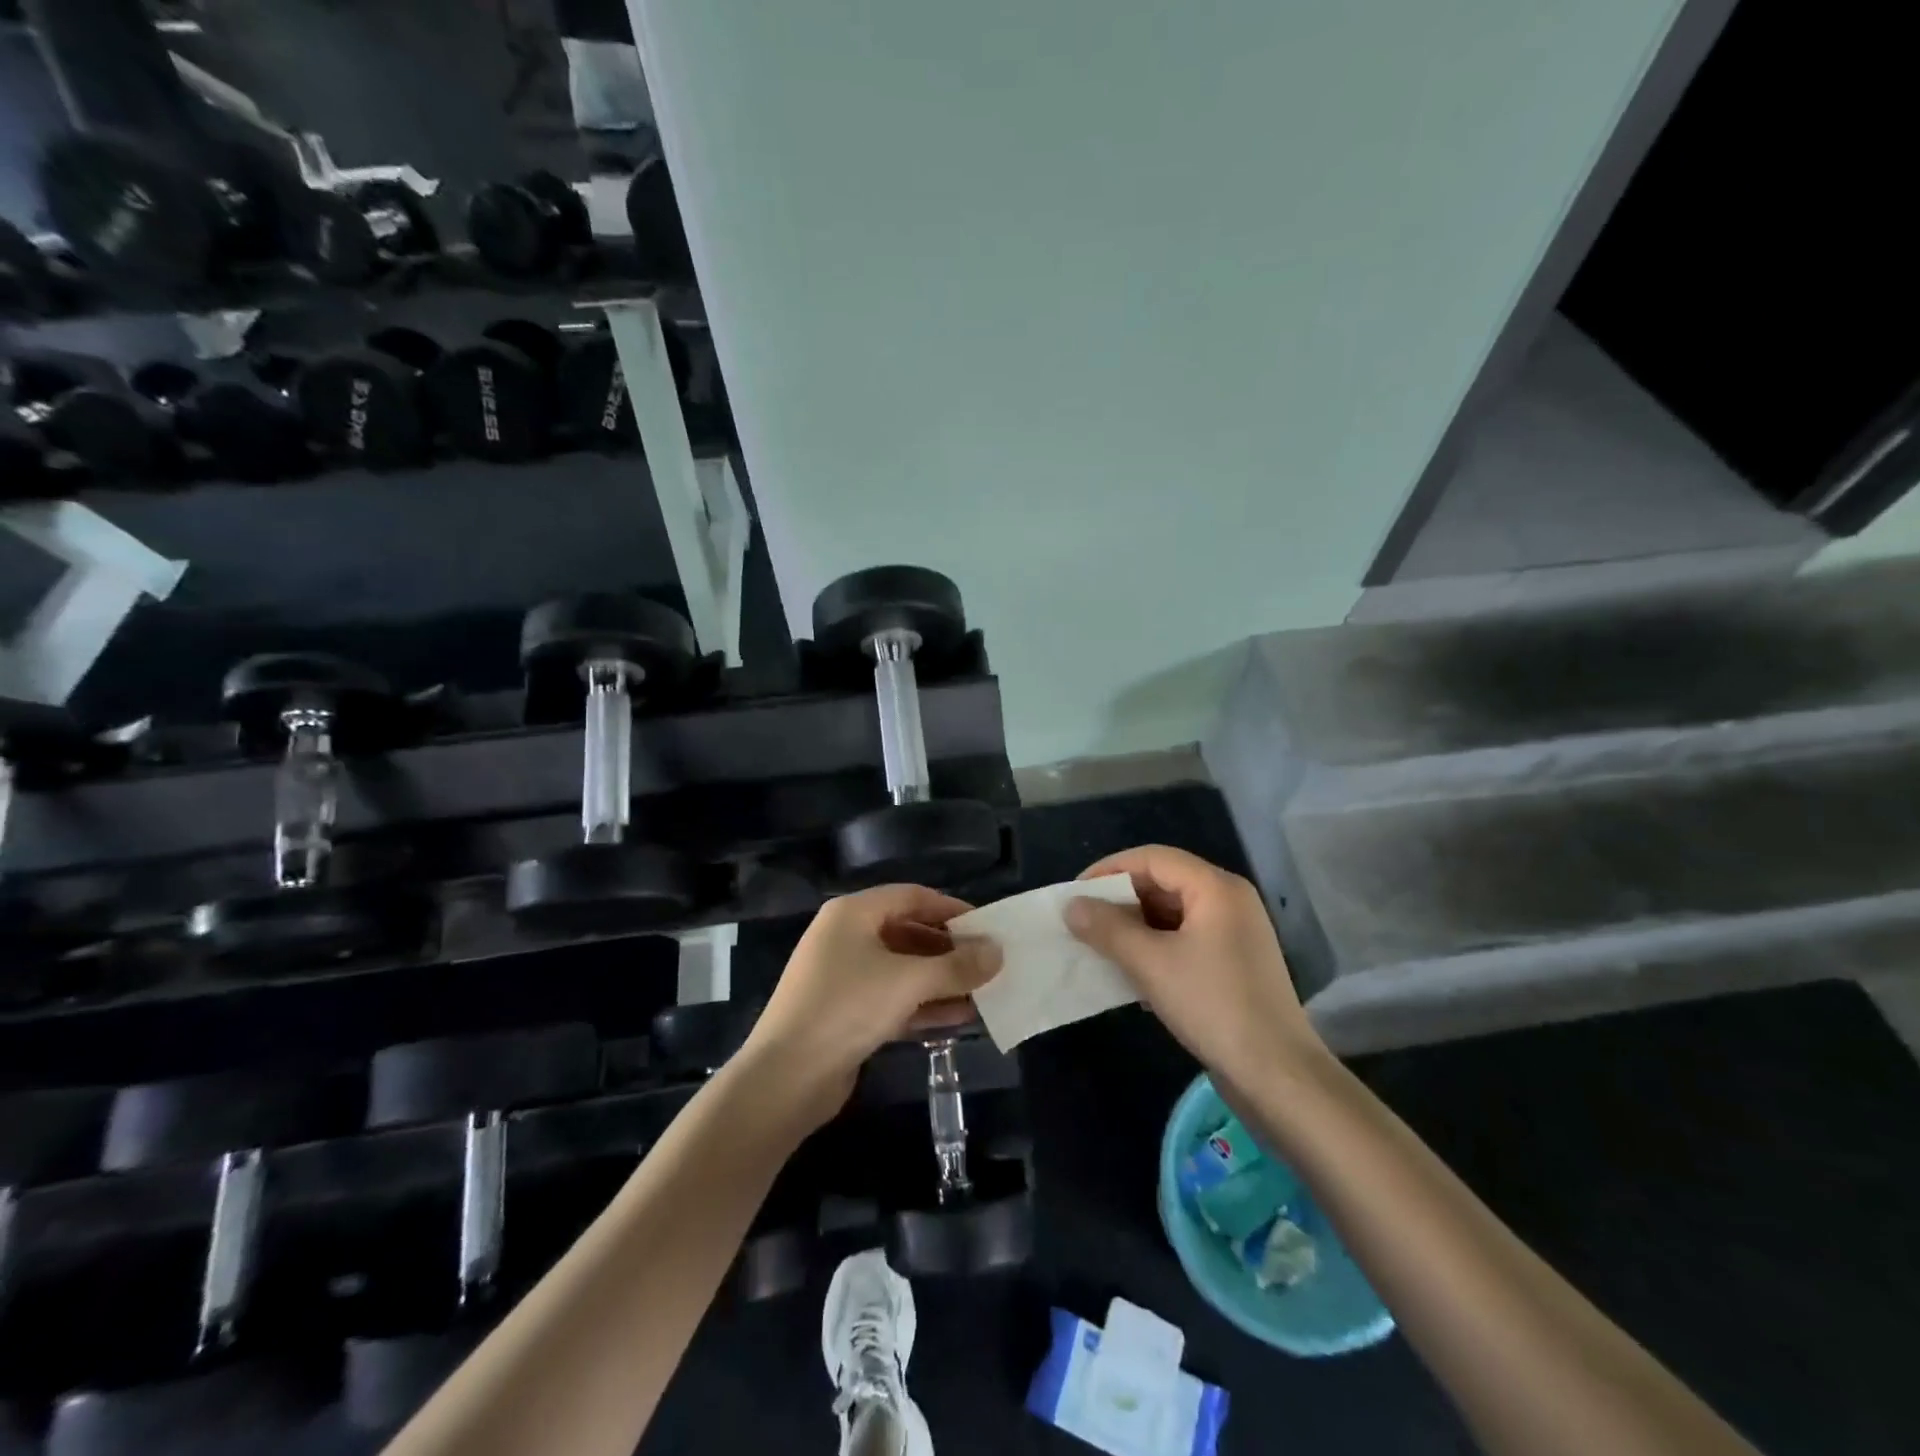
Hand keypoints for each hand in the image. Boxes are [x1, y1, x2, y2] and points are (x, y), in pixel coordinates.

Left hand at [737, 885, 1001, 1127]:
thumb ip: (956, 966)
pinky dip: (922, 1004)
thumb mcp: (908, 982)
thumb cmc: (847, 1008)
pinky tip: (957, 1017)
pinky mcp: (845, 1013)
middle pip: (908, 932)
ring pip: (902, 969)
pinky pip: (892, 998)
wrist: (785, 1077)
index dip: (951, 909)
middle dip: (949, 950)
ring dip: (940, 980)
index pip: (911, 896)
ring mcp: (843, 976)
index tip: (987, 927)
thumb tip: (998, 952)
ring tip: (982, 994)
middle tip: (988, 964)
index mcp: (853, 913)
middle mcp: (846, 937)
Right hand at [1065, 845, 1324, 1088]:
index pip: (1153, 858)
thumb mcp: (1151, 964)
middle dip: (1120, 900)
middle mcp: (1228, 901)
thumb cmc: (1213, 1006)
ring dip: (1134, 927)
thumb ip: (1107, 929)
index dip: (1109, 870)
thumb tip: (1071, 906)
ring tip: (1098, 946)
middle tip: (1082, 921)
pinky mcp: (1232, 964)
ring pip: (1172, 914)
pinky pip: (1184, 940)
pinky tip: (1129, 972)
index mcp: (1216, 888)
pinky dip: (1154, 947)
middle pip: (1163, 882)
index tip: (1075, 893)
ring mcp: (1234, 933)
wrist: (1278, 1075)